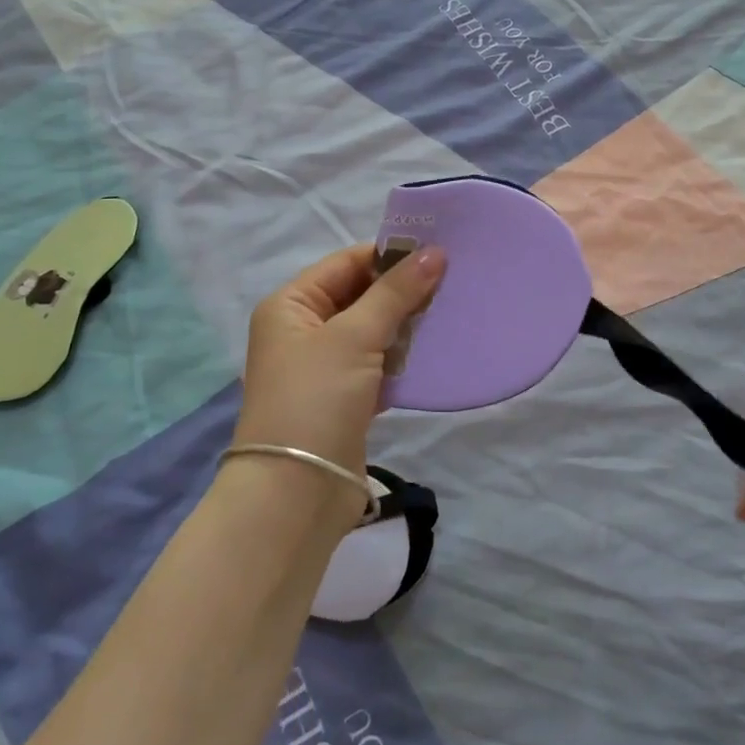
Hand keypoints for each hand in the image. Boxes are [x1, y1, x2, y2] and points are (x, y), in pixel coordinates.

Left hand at [233, 243, 445, 517]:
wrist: (297, 492)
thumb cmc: (316, 398)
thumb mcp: (354, 336)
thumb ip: (395, 293)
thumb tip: (435, 253)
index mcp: (291, 305)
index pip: (345, 263)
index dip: (389, 255)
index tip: (438, 252)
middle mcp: (303, 330)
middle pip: (360, 295)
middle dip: (402, 290)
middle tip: (453, 281)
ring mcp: (324, 366)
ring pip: (373, 330)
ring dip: (406, 324)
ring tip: (450, 311)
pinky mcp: (345, 397)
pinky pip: (378, 363)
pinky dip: (402, 357)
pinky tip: (435, 350)